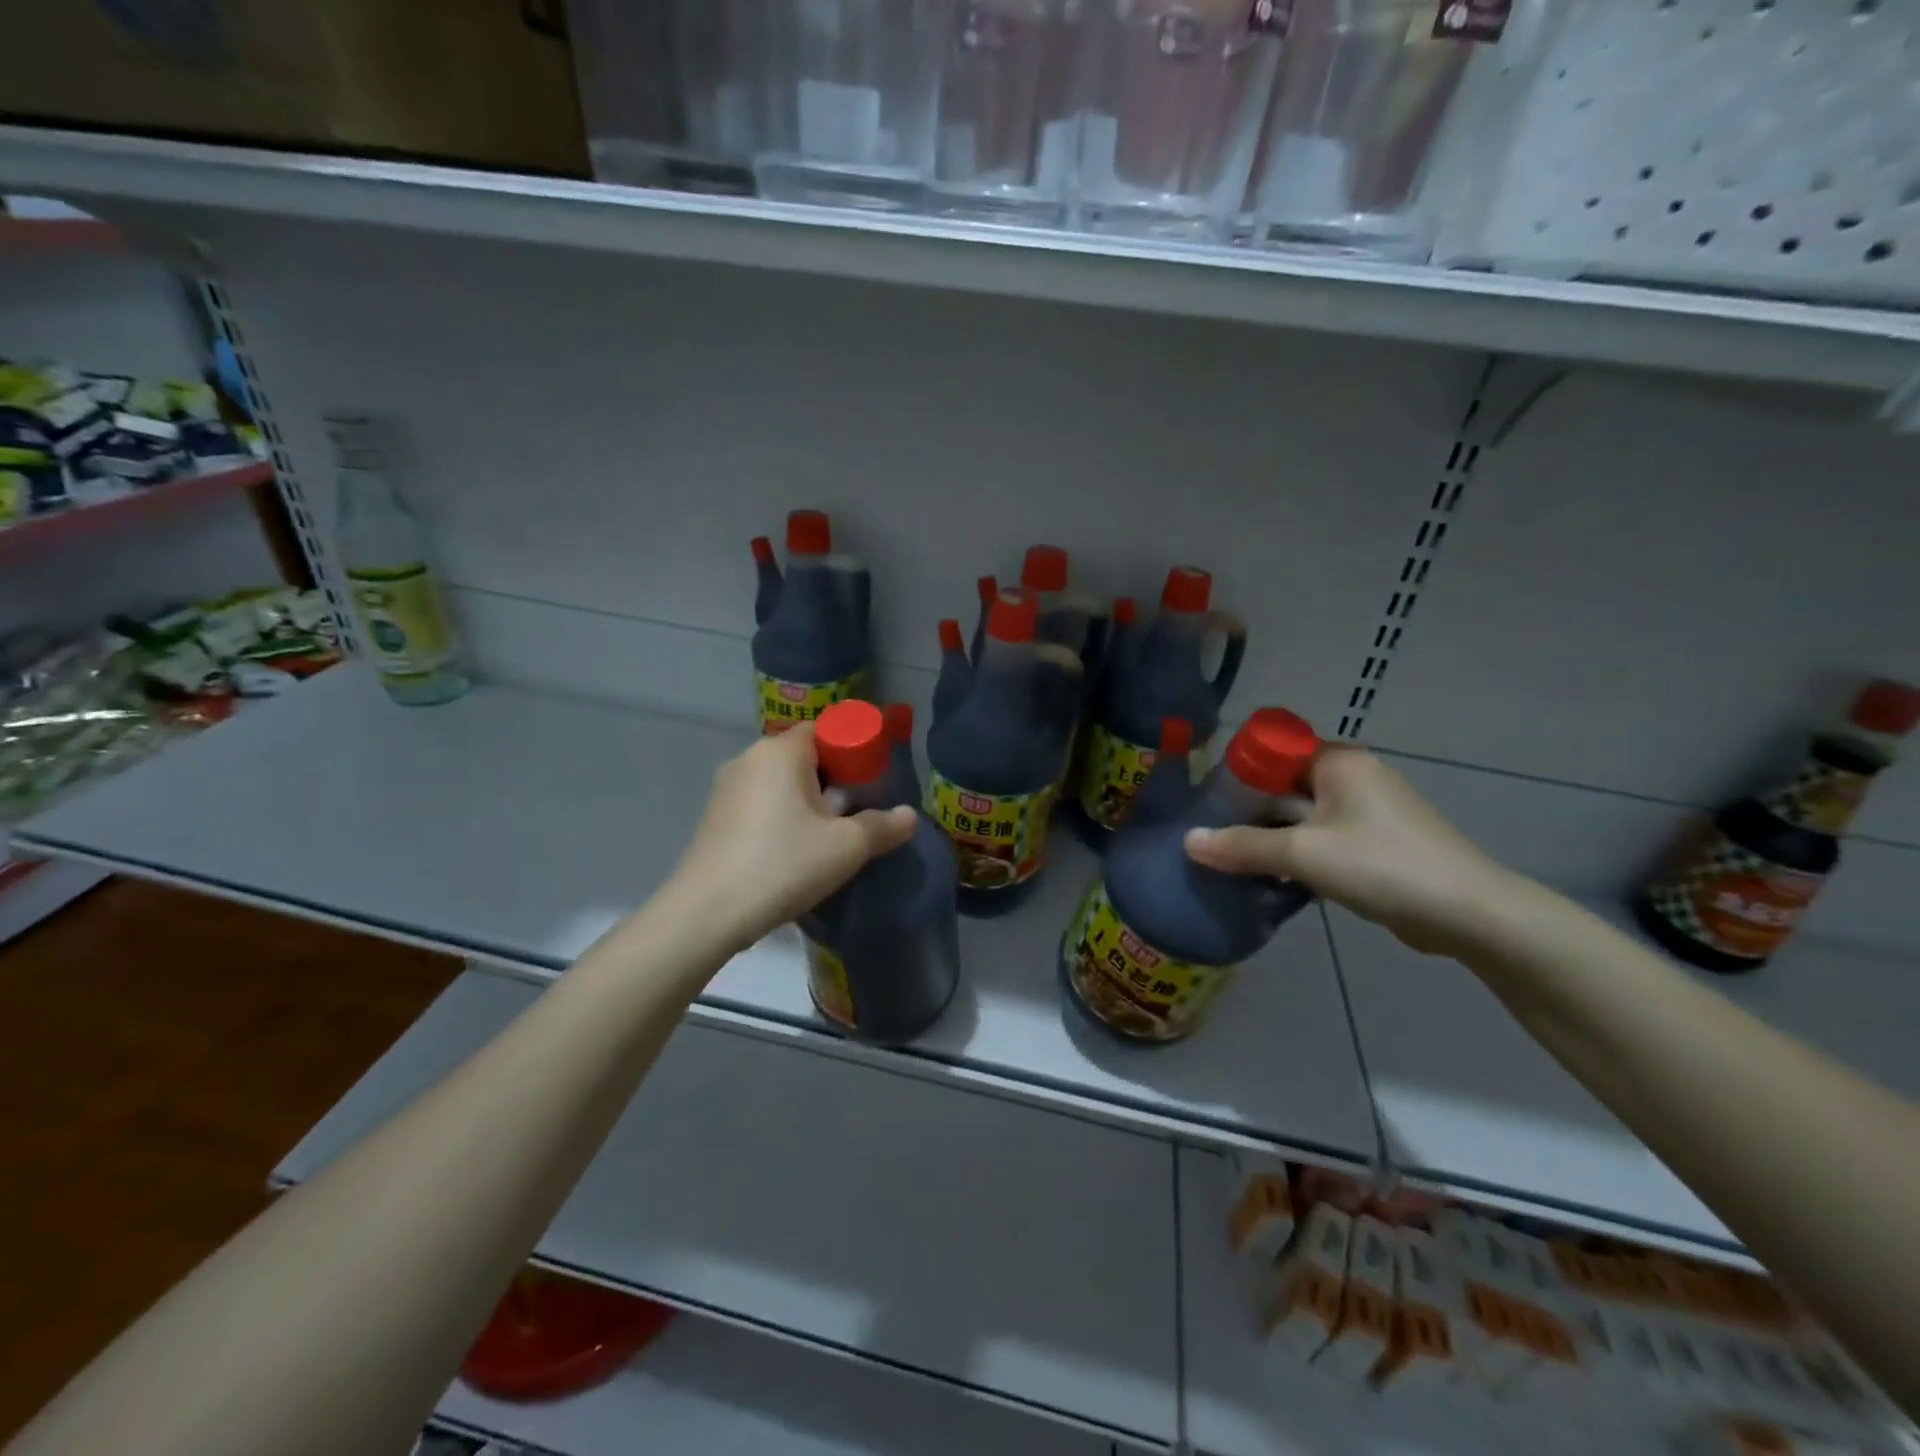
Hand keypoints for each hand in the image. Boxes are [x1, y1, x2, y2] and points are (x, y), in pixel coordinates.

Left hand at [669, 725, 917, 953]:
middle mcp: (749, 759)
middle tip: (854, 813)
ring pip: (780, 782)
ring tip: (826, 838)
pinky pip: (760, 804)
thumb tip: (910, 816)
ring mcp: (726, 788)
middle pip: (803, 756)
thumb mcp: (846, 847)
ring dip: (806, 801)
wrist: (707, 913)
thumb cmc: (783, 864)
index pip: (824, 729)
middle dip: (832, 780)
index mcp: (780, 751)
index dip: (852, 750)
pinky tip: (791, 853)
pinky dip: (781, 817)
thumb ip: (883, 827)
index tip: (870, 782)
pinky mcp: (714, 817)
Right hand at [1183, 746, 1512, 955]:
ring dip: (1271, 836)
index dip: (1238, 770)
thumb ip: (1242, 846)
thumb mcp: (1303, 854)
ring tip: (1231, 858)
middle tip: (1210, 834)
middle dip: (1248, 809)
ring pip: (1302, 816)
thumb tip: (1188, 841)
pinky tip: (1272, 878)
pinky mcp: (1377, 844)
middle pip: (1285, 784)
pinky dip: (1297, 854)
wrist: (1470, 915)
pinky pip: (1322, 839)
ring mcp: (1368, 812)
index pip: (1274, 749)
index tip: (1207, 799)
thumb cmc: (1383, 866)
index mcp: (1339, 762)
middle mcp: (1353, 777)